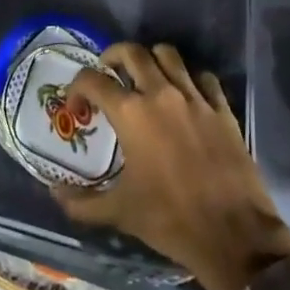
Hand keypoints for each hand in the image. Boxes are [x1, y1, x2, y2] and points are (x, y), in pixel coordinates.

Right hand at [54, 42, 289, 289]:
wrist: (234, 237)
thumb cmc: (171, 221)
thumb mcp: (121, 212)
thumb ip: (83, 203)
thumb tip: (55, 194)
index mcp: (131, 114)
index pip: (93, 80)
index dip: (77, 87)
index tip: (77, 105)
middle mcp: (161, 94)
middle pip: (132, 52)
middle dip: (114, 56)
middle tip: (108, 73)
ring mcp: (194, 98)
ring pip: (168, 55)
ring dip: (152, 59)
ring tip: (146, 77)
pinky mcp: (222, 109)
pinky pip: (204, 77)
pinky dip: (190, 78)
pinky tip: (186, 95)